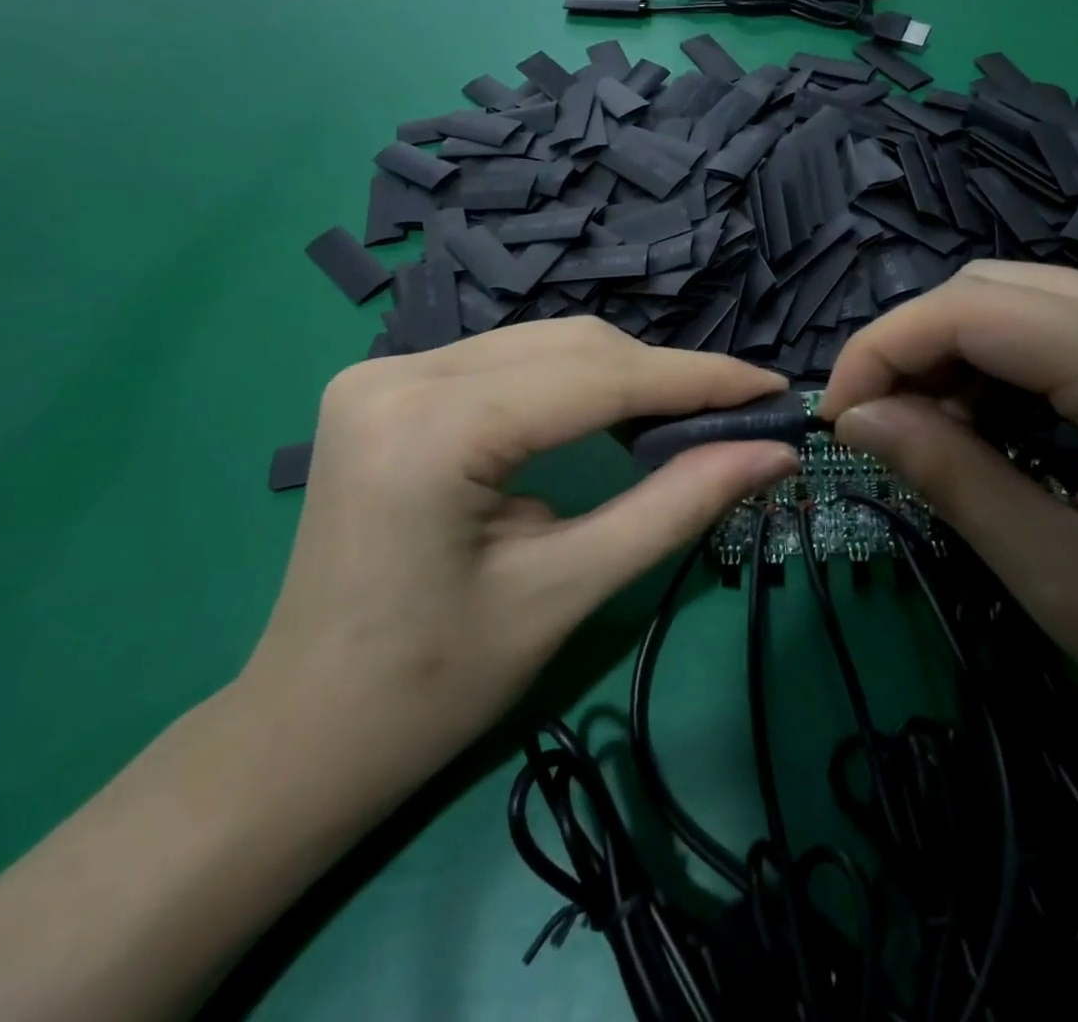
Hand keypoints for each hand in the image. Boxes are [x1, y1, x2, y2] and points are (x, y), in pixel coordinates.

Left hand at [239, 319, 798, 822]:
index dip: (698, 380)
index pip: (597, 377)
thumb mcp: (567, 591)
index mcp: (432, 428)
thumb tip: (772, 453)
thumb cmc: (433, 685)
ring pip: (543, 346)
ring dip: (623, 376)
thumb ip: (675, 506)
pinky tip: (612, 414)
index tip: (772, 389)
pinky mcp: (386, 387)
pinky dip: (573, 382)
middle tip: (737, 415)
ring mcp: (383, 373)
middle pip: (571, 347)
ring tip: (687, 418)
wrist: (304, 732)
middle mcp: (399, 374)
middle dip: (664, 377)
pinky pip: (508, 362)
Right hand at [818, 261, 1077, 813]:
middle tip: (882, 426)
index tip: (837, 415)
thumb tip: (856, 417)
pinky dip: (1015, 358)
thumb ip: (948, 476)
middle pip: (997, 287)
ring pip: (1033, 296)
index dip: (882, 349)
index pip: (972, 309)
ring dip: (962, 351)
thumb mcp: (1062, 580)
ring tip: (938, 431)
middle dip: (916, 347)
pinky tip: (1003, 419)